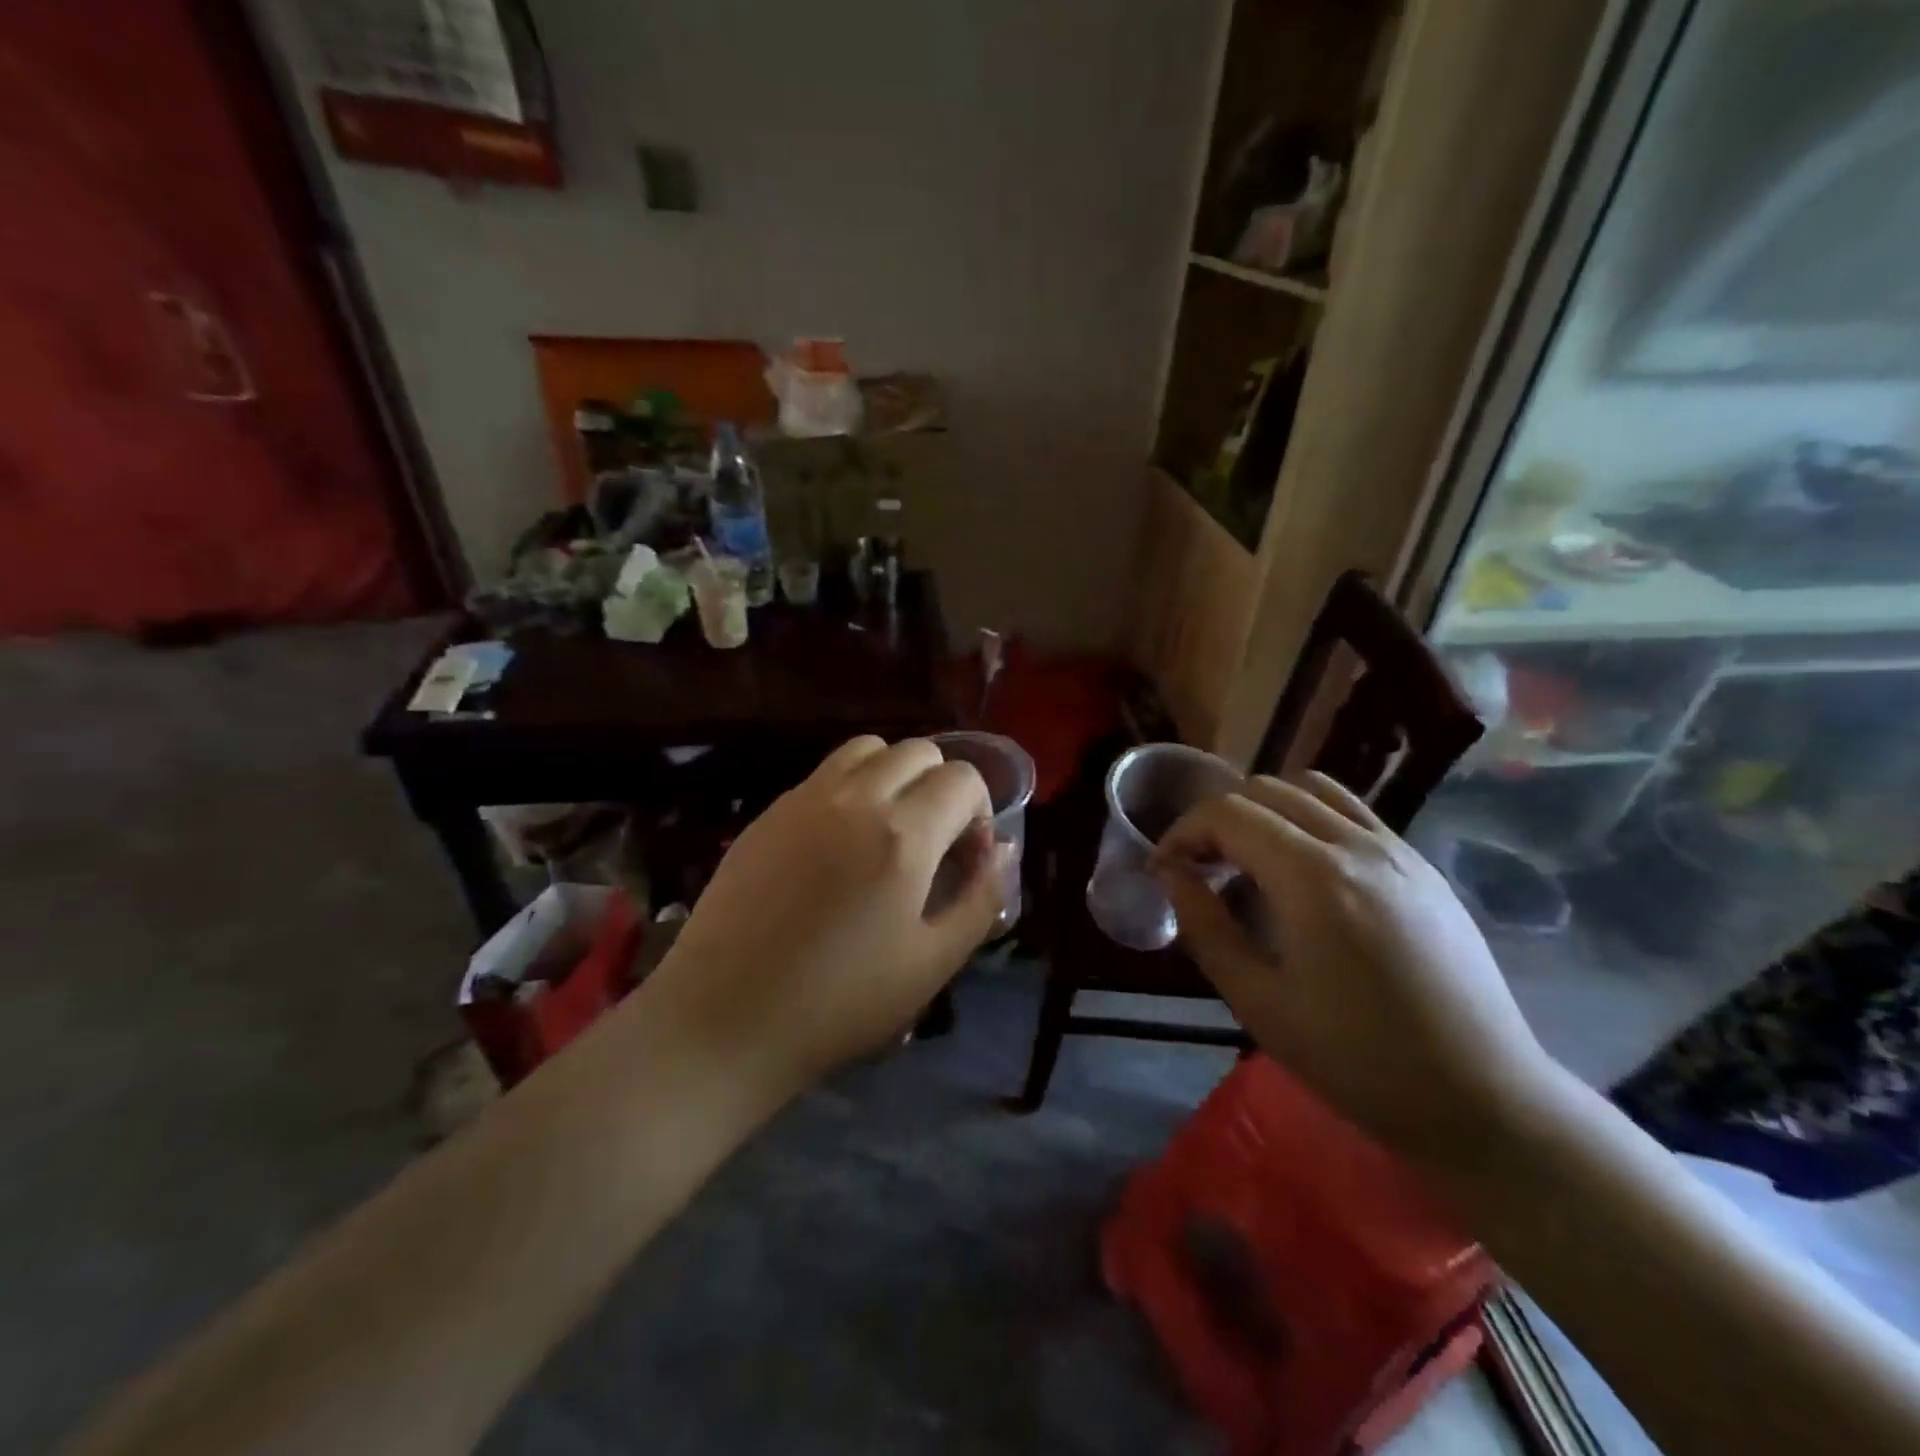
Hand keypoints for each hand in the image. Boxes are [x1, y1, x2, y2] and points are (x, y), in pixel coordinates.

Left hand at [640, 736, 1010, 1093]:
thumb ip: (982, 899)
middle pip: (917, 750)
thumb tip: (1004, 850)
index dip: (978, 812)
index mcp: (903, 835)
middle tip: (932, 841)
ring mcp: (803, 800)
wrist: (725, 1019)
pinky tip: (837, 844)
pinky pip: (823, 774)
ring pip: (866, 748)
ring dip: (893, 773)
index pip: (962, 778)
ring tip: (887, 829)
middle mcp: (855, 799)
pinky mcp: (767, 813)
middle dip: (940, 786)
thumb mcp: (933, 963)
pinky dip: (849, 788)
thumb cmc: (840, 1002)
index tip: (965, 858)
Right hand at [1153, 772, 1559, 1163]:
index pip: (1228, 814)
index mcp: (1312, 877)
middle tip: (1200, 868)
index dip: (1183, 832)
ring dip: (1264, 811)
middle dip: (1218, 819)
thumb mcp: (1258, 1001)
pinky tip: (1303, 873)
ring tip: (1249, 861)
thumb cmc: (1357, 1060)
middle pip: (1265, 790)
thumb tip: (1171, 874)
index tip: (1164, 870)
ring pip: (1311, 789)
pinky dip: (1308, 819)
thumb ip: (1205, 926)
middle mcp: (1356, 845)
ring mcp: (1397, 850)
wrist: (1483, 1099)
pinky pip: (1351, 813)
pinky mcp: (1422, 867)